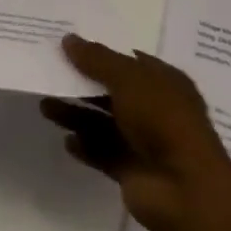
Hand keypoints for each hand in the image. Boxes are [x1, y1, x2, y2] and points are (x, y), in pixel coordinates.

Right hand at [41, 33, 230, 230]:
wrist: (186, 190)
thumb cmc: (163, 120)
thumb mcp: (128, 78)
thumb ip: (96, 59)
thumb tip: (68, 39)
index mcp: (164, 82)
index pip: (129, 61)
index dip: (100, 52)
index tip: (67, 45)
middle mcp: (155, 109)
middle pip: (112, 91)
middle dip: (81, 84)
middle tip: (48, 73)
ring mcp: (144, 142)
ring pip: (102, 122)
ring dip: (76, 114)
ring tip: (44, 106)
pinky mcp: (131, 171)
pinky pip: (102, 153)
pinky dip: (85, 146)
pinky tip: (66, 141)